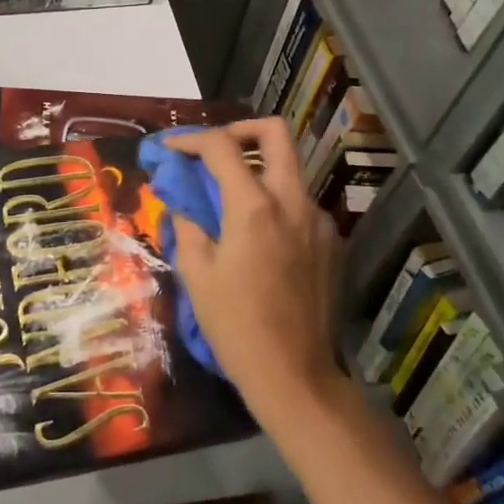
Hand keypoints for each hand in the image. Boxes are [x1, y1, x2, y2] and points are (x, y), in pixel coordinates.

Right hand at [164, 119, 344, 425]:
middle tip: (213, 149)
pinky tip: (259, 238)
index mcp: (254, 206)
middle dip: (240, 129)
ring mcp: (319, 221)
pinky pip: (300, 205)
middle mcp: (293, 202)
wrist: (295, 374)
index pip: (220, 147)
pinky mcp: (332, 242)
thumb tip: (181, 200)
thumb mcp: (196, 273)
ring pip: (290, 170)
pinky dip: (275, 204)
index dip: (190, 139)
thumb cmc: (235, 325)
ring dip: (258, 170)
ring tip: (230, 201)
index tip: (170, 149)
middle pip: (275, 133)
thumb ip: (187, 224)